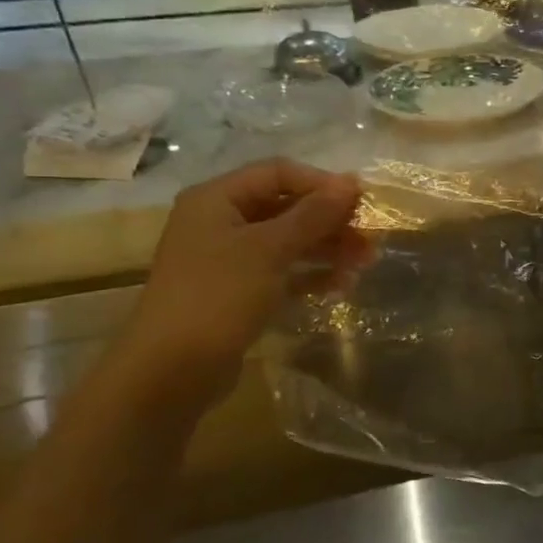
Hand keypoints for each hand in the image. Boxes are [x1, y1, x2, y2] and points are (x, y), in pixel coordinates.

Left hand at [113, 160, 367, 410]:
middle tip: (370, 236)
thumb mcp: (270, 249)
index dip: (321, 183)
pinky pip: (283, 272)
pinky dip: (312, 274)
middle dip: (330, 220)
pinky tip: (342, 284)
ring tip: (366, 261)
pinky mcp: (240, 292)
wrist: (172, 370)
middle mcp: (221, 222)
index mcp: (217, 199)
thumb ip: (313, 215)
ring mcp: (229, 259)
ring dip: (328, 247)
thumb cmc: (218, 296)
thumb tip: (351, 182)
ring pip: (288, 241)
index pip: (277, 173)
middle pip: (286, 207)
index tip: (361, 201)